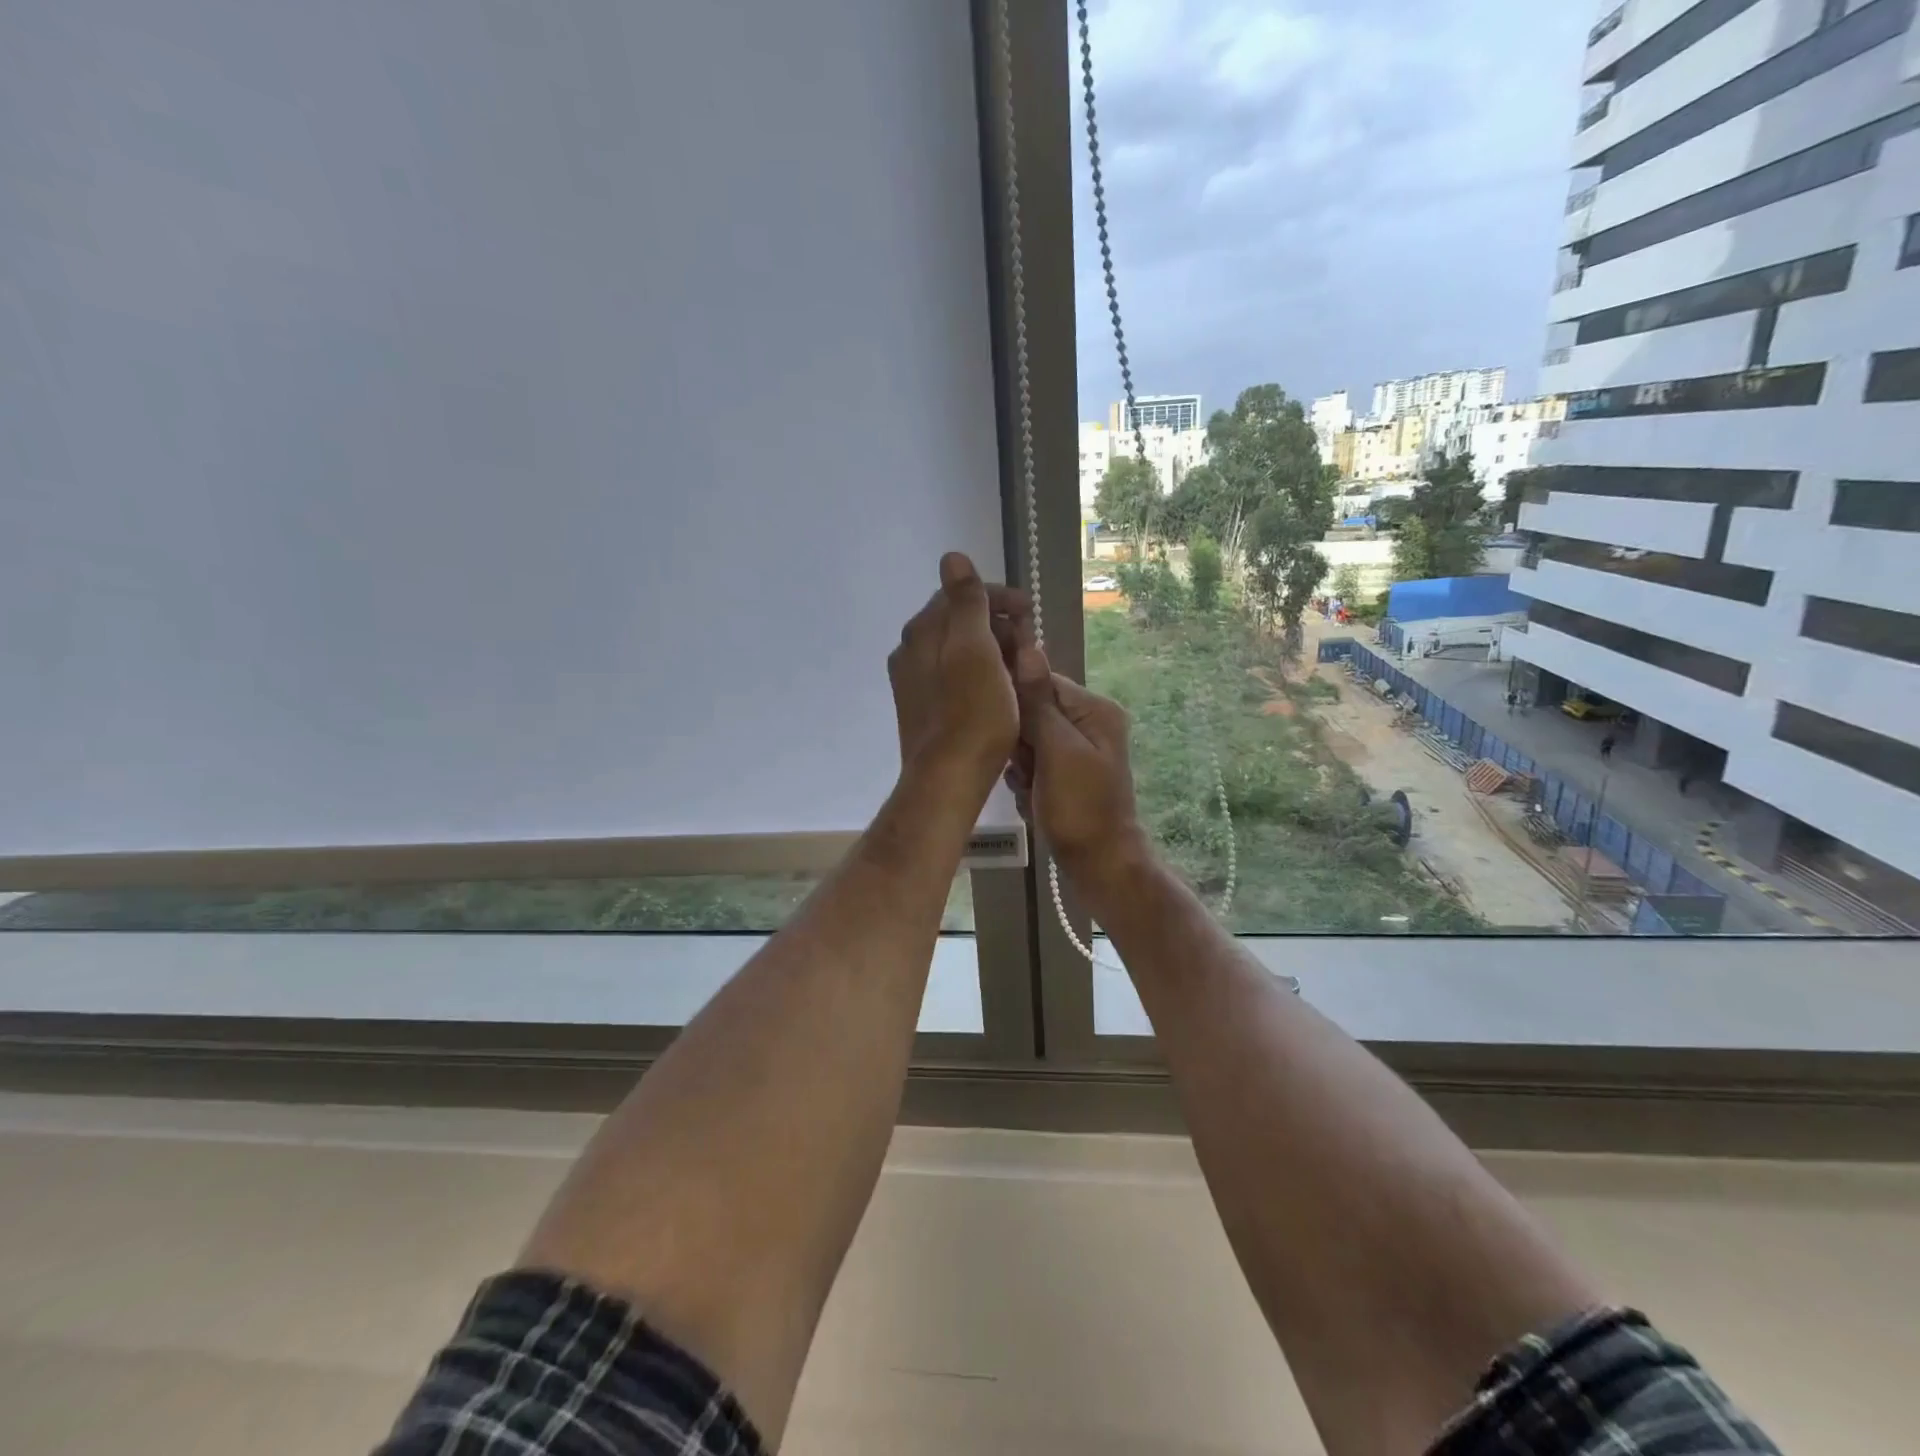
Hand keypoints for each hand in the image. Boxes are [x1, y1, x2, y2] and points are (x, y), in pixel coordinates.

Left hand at [887, 553, 1024, 786]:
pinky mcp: (922, 710)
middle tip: (1031, 643)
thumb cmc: (972, 714)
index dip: (1000, 598)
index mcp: (923, 632)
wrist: (947, 779)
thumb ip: (966, 602)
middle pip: (959, 623)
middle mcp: (910, 652)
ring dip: (992, 651)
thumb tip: (952, 556)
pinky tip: (999, 692)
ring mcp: (913, 683)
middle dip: (998, 625)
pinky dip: (980, 675)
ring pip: (958, 652)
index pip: (961, 595)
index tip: (1032, 612)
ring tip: (1022, 667)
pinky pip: (954, 678)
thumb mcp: (976, 650)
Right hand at [1007, 643, 1145, 886]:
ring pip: (1027, 740)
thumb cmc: (1081, 807)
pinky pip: (1033, 763)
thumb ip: (1038, 701)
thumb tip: (1027, 647)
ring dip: (1020, 764)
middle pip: (1032, 711)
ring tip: (1030, 787)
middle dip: (1020, 741)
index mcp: (1094, 709)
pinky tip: (1031, 799)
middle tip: (1026, 769)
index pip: (1041, 681)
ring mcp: (1077, 750)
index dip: (1016, 702)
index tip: (1004, 730)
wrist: (1100, 866)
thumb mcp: (1057, 750)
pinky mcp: (1066, 774)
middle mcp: (1089, 723)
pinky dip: (1026, 781)